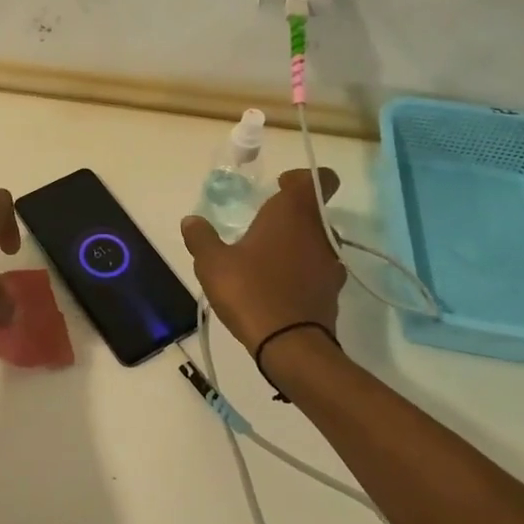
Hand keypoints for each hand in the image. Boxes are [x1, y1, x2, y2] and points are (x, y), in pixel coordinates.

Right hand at [181, 167, 343, 353]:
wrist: (290, 345)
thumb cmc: (250, 290)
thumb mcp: (213, 263)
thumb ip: (201, 238)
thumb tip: (191, 221)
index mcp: (293, 213)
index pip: (317, 179)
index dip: (300, 178)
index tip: (278, 186)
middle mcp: (320, 232)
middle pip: (313, 212)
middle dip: (290, 216)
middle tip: (260, 228)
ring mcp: (331, 264)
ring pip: (317, 242)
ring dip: (296, 246)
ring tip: (266, 261)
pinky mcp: (332, 293)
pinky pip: (317, 271)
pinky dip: (301, 273)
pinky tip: (276, 288)